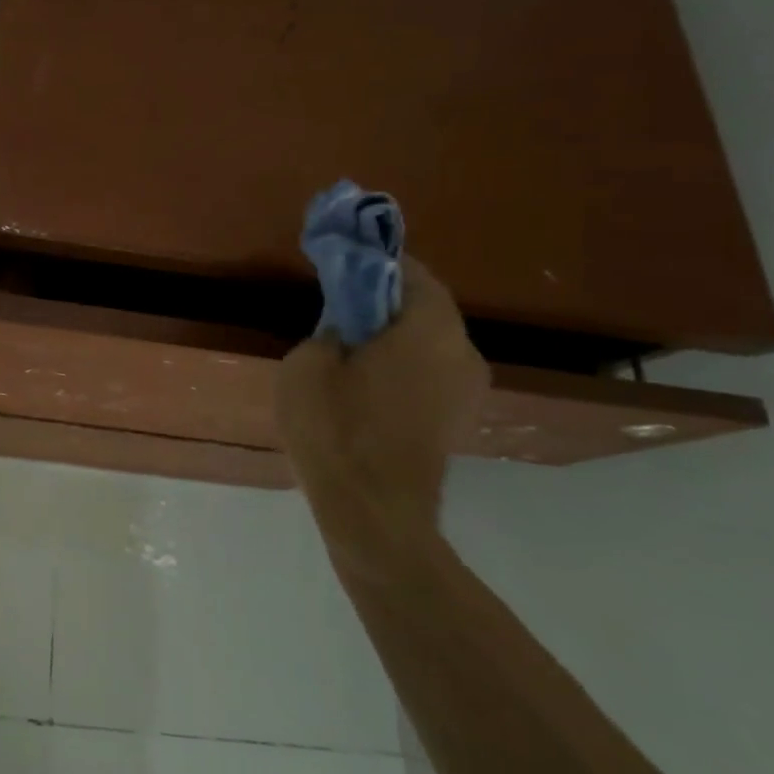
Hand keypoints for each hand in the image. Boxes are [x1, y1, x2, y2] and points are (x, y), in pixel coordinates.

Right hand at [276, 258, 487, 540]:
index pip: (412, 272)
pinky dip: (401, 366)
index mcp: (431, 328)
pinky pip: (429, 373)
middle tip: (338, 306)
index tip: (342, 263)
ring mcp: (467, 390)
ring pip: (428, 342)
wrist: (372, 511)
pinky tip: (363, 384)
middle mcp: (464, 352)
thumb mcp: (306, 366)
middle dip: (382, 300)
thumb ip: (330, 330)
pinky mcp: (457, 420)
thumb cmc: (336, 429)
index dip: (375, 262)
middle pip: (424, 307)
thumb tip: (346, 328)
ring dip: (392, 335)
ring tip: (346, 348)